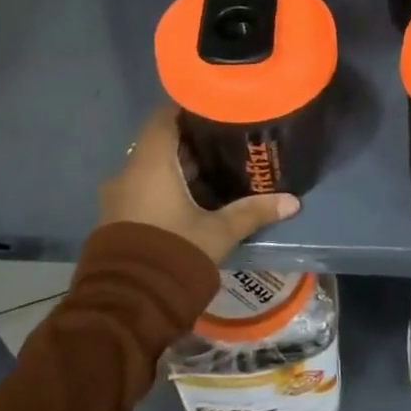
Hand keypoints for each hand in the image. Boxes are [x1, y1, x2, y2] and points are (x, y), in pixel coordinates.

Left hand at [100, 105, 299, 263]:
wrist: (127, 304)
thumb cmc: (173, 253)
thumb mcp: (218, 232)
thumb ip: (252, 212)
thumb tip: (293, 201)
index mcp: (150, 164)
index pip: (164, 117)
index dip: (188, 107)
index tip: (215, 106)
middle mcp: (128, 173)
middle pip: (160, 143)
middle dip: (191, 141)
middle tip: (226, 139)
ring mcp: (119, 197)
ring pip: (151, 168)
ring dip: (179, 167)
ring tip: (215, 168)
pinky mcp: (118, 218)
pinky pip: (143, 189)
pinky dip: (166, 186)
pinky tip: (193, 198)